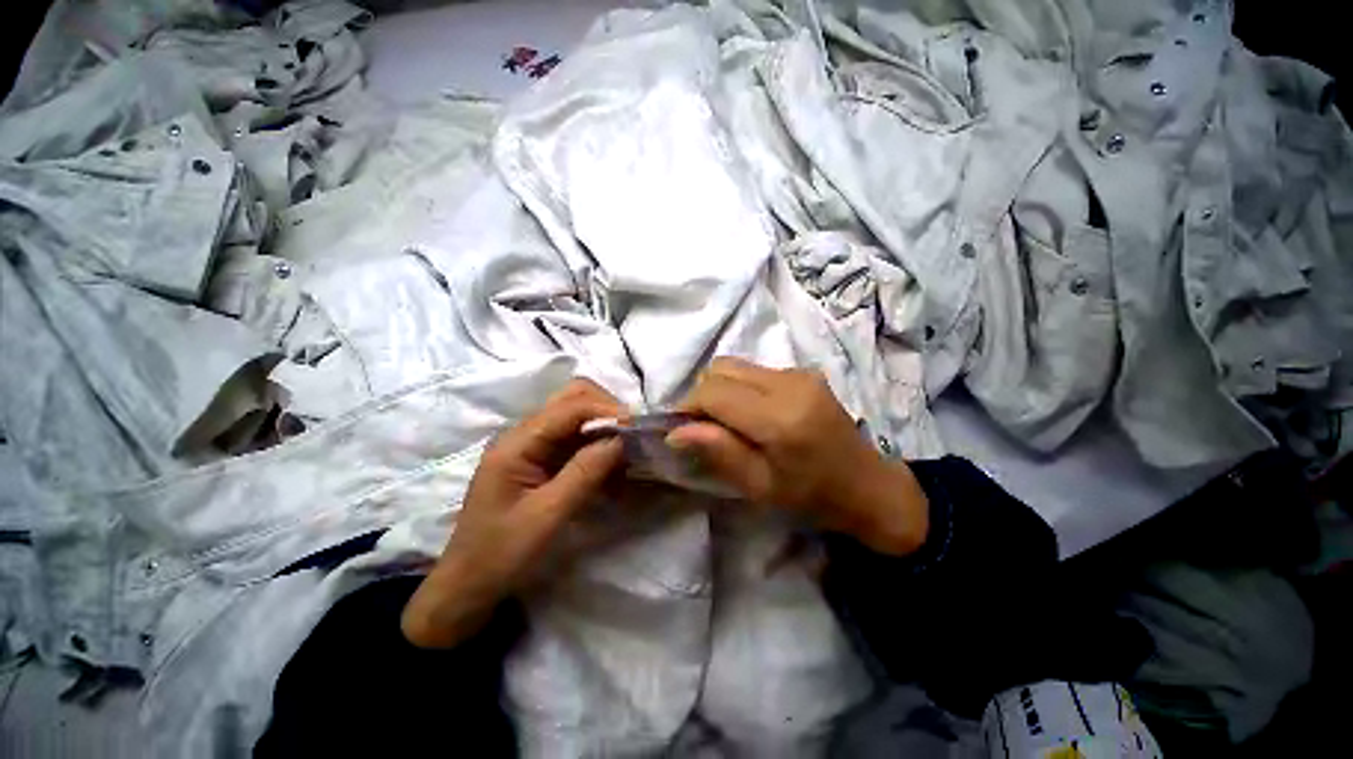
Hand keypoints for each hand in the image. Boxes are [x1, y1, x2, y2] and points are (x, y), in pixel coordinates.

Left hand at [402, 379, 623, 647]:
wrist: (469, 585)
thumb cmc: (502, 553)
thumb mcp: (547, 515)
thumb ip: (585, 472)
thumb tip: (622, 439)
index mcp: (517, 443)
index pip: (570, 407)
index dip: (607, 410)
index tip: (638, 427)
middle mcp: (524, 434)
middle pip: (572, 399)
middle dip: (607, 409)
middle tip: (634, 433)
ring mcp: (532, 445)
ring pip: (577, 415)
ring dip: (605, 425)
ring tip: (629, 447)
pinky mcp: (541, 459)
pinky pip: (576, 438)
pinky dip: (598, 444)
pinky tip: (614, 464)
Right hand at [668, 357, 928, 555]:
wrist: (867, 484)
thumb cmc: (811, 496)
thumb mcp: (759, 485)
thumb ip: (719, 451)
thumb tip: (675, 431)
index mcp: (780, 418)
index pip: (714, 392)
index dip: (688, 405)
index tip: (680, 427)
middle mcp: (789, 383)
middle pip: (721, 369)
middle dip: (702, 394)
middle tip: (703, 426)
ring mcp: (799, 372)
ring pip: (735, 365)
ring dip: (720, 388)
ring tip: (726, 420)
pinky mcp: (803, 371)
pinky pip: (754, 370)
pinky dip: (739, 387)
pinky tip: (750, 413)